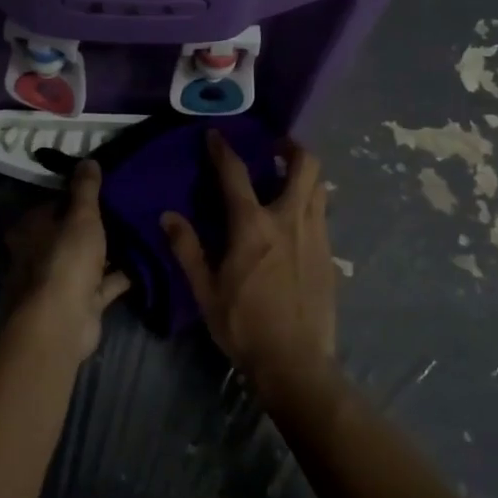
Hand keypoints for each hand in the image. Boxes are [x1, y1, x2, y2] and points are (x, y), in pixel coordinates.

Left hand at [9, 160, 129, 363]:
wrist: (61, 323)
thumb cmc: (65, 260)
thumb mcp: (80, 216)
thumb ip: (86, 189)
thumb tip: (88, 160)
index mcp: (30, 229)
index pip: (54, 204)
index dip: (78, 196)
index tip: (106, 186)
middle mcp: (40, 254)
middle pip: (71, 232)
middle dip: (97, 224)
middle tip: (129, 206)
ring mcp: (60, 281)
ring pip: (89, 258)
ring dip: (111, 250)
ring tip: (142, 230)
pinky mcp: (81, 303)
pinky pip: (105, 283)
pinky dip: (122, 274)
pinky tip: (147, 260)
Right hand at [162, 134, 337, 405]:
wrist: (296, 362)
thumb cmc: (244, 325)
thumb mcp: (206, 290)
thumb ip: (187, 249)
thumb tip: (168, 216)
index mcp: (253, 226)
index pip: (235, 173)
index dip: (223, 149)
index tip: (215, 135)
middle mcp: (289, 220)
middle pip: (304, 165)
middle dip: (291, 146)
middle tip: (276, 147)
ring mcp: (315, 235)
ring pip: (320, 187)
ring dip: (305, 174)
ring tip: (288, 179)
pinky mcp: (329, 254)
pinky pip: (322, 214)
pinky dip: (311, 203)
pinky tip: (296, 221)